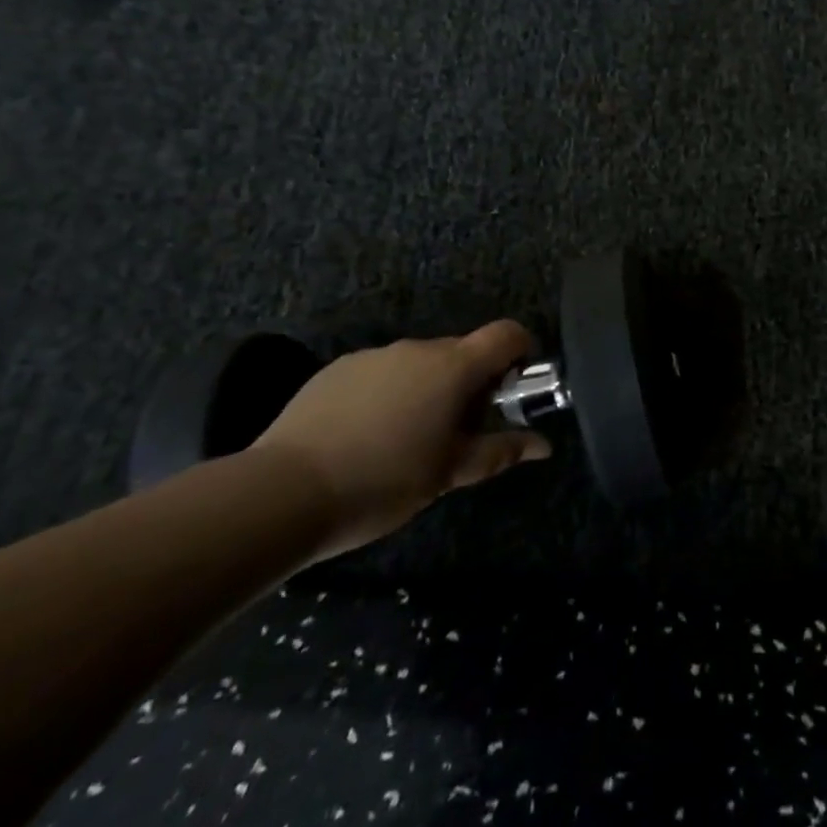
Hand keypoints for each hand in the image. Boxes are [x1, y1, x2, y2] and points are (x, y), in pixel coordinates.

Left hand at [252, 321, 550, 559]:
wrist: (282, 492)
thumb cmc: (383, 481)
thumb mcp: (449, 473)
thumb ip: (500, 451)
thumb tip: (544, 444)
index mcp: (453, 367)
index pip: (506, 334)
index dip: (521, 352)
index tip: (514, 388)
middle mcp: (417, 348)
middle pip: (462, 352)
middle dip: (470, 383)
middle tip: (459, 432)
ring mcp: (374, 355)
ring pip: (418, 364)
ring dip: (427, 390)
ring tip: (406, 440)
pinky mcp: (337, 369)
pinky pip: (381, 373)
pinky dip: (388, 394)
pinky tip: (364, 437)